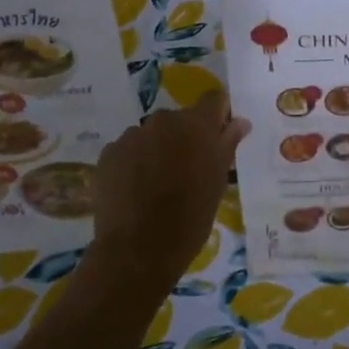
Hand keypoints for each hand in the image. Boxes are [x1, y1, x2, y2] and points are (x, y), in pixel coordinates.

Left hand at [87, 91, 249, 296]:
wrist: (138, 249)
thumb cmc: (191, 217)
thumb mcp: (218, 182)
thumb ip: (227, 144)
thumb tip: (239, 121)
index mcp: (197, 124)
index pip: (214, 99)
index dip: (217, 114)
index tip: (218, 136)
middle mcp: (164, 120)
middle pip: (180, 119)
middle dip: (185, 137)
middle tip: (187, 169)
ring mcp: (133, 135)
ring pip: (152, 134)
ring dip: (157, 149)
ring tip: (156, 184)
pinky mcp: (109, 153)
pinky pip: (128, 149)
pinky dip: (134, 163)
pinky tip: (135, 190)